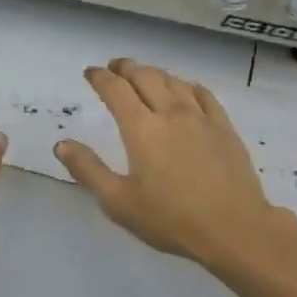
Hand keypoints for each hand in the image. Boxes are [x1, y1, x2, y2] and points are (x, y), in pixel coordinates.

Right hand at [55, 58, 287, 272]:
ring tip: (145, 75)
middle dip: (126, 68)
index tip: (90, 73)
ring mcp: (201, 118)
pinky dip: (188, 86)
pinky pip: (204, 95)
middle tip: (115, 67)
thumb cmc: (171, 219)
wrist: (234, 228)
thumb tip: (62, 144)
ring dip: (155, 73)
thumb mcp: (118, 201)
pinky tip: (187, 90)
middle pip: (145, 77)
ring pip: (174, 82)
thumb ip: (88, 170)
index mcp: (141, 128)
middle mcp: (170, 113)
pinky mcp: (224, 128)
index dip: (100, 78)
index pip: (116, 90)